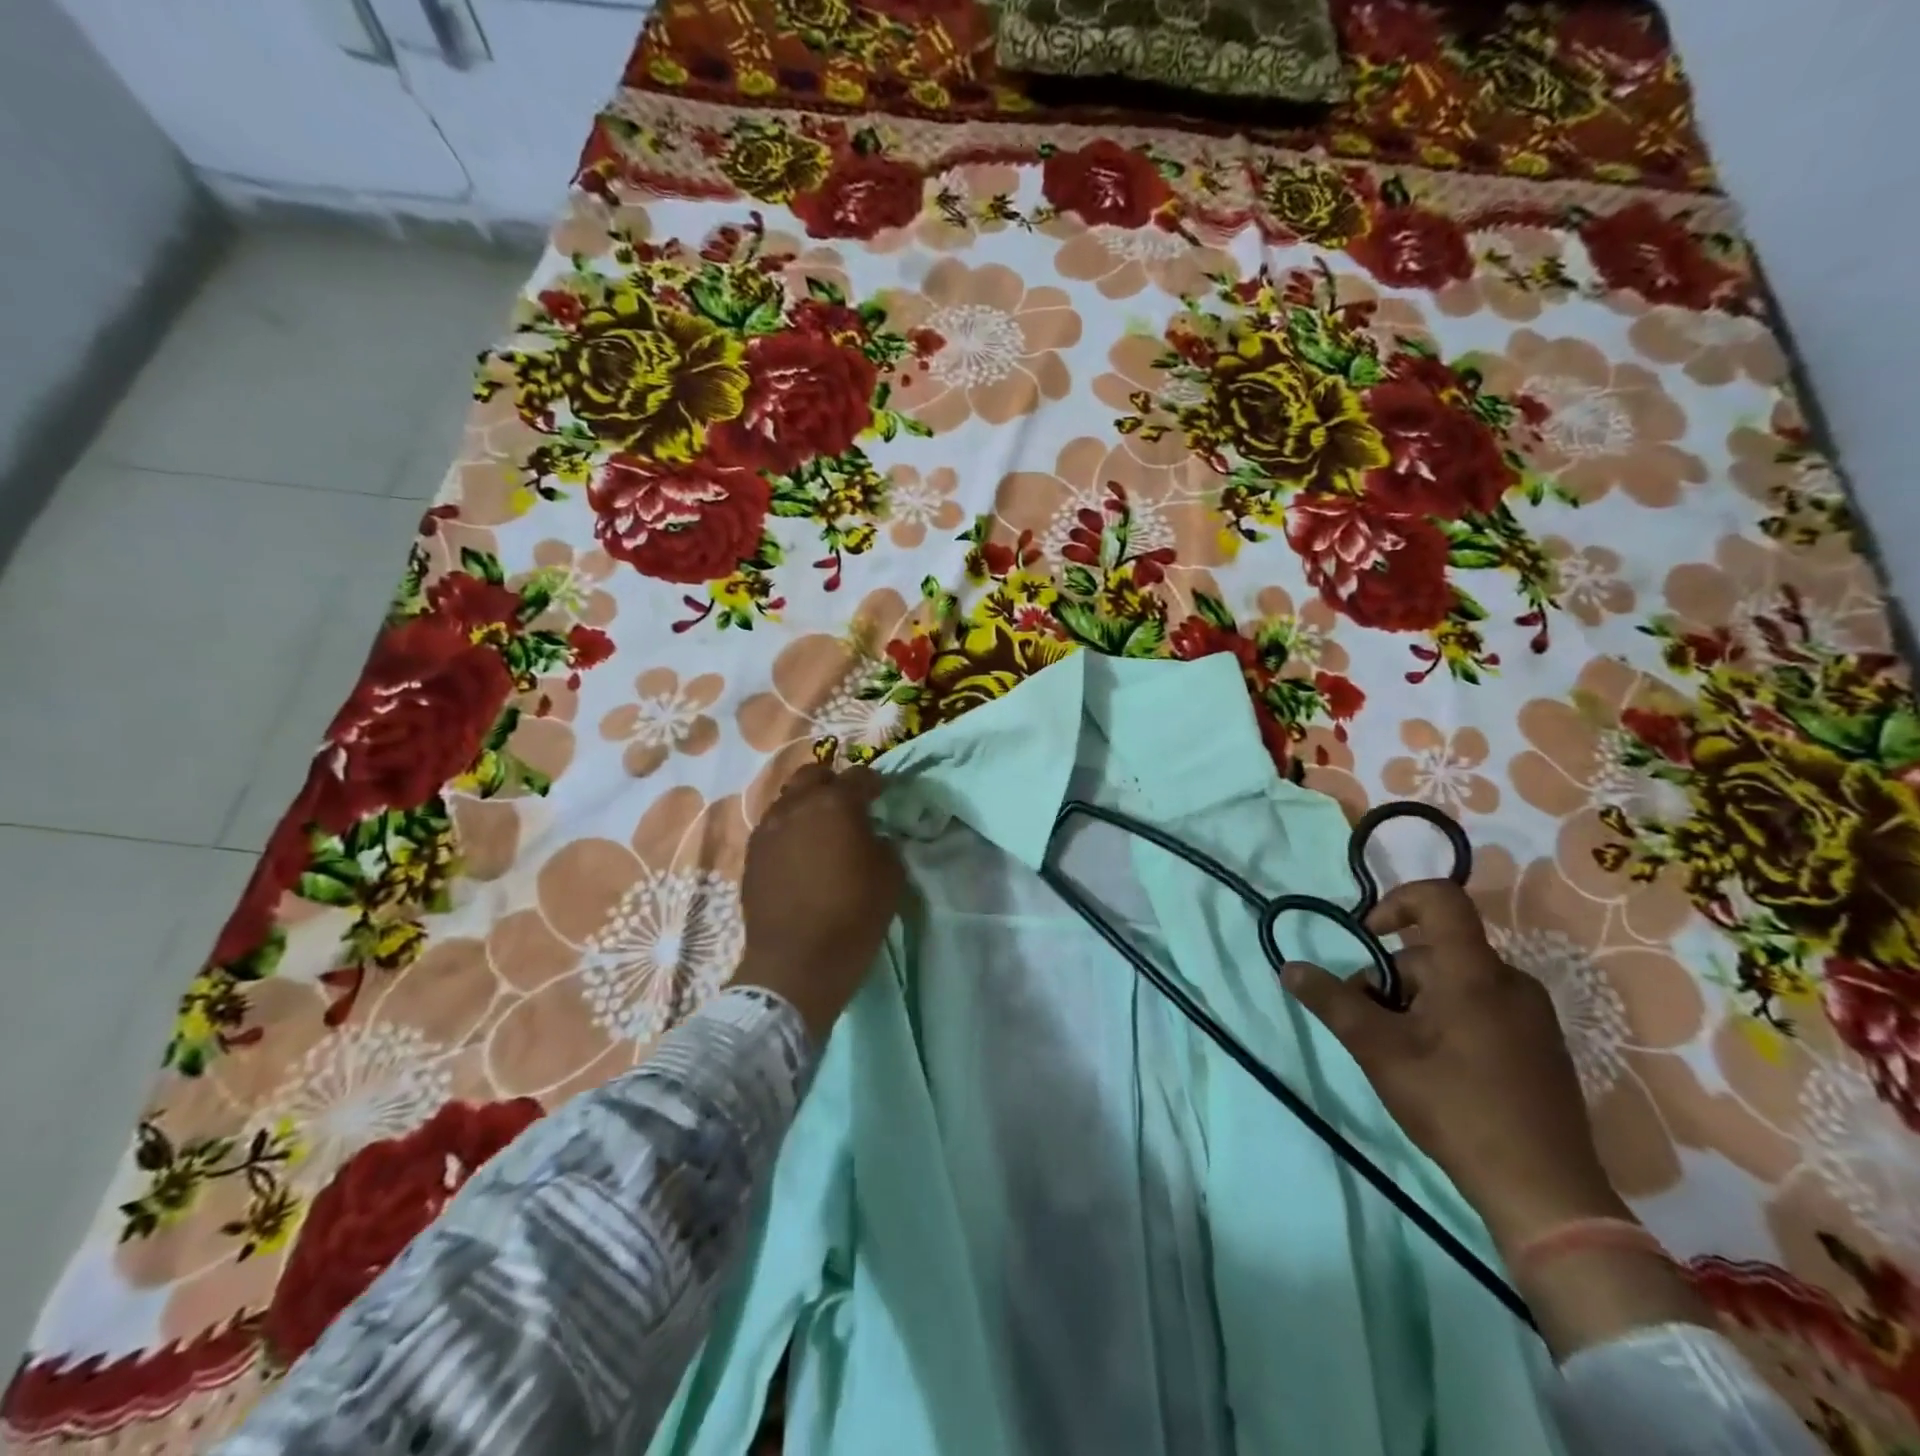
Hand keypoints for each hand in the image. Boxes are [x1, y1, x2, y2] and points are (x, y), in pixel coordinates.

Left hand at [732, 763, 903, 1038]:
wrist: (797, 961)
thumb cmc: (853, 915)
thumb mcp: (890, 876)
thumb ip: (883, 843)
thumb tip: (872, 835)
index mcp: (836, 804)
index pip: (859, 776)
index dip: (874, 782)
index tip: (882, 794)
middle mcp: (797, 806)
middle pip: (813, 775)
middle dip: (831, 782)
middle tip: (846, 803)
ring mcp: (768, 829)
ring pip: (787, 799)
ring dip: (806, 805)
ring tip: (820, 828)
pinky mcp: (752, 854)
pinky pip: (772, 827)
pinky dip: (788, 829)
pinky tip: (799, 852)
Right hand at [1281, 879, 1627, 1256]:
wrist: (1545, 1192)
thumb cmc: (1455, 1106)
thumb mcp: (1378, 1050)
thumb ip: (1332, 1002)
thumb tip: (1290, 967)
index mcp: (1474, 971)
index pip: (1439, 899)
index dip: (1396, 902)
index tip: (1368, 938)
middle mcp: (1509, 980)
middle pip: (1433, 953)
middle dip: (1391, 980)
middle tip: (1371, 1028)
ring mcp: (1530, 1015)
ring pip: (1453, 983)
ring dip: (1415, 1005)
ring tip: (1400, 1055)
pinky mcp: (1539, 1044)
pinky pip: (1479, 1007)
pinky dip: (1445, 1021)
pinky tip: (1436, 1070)